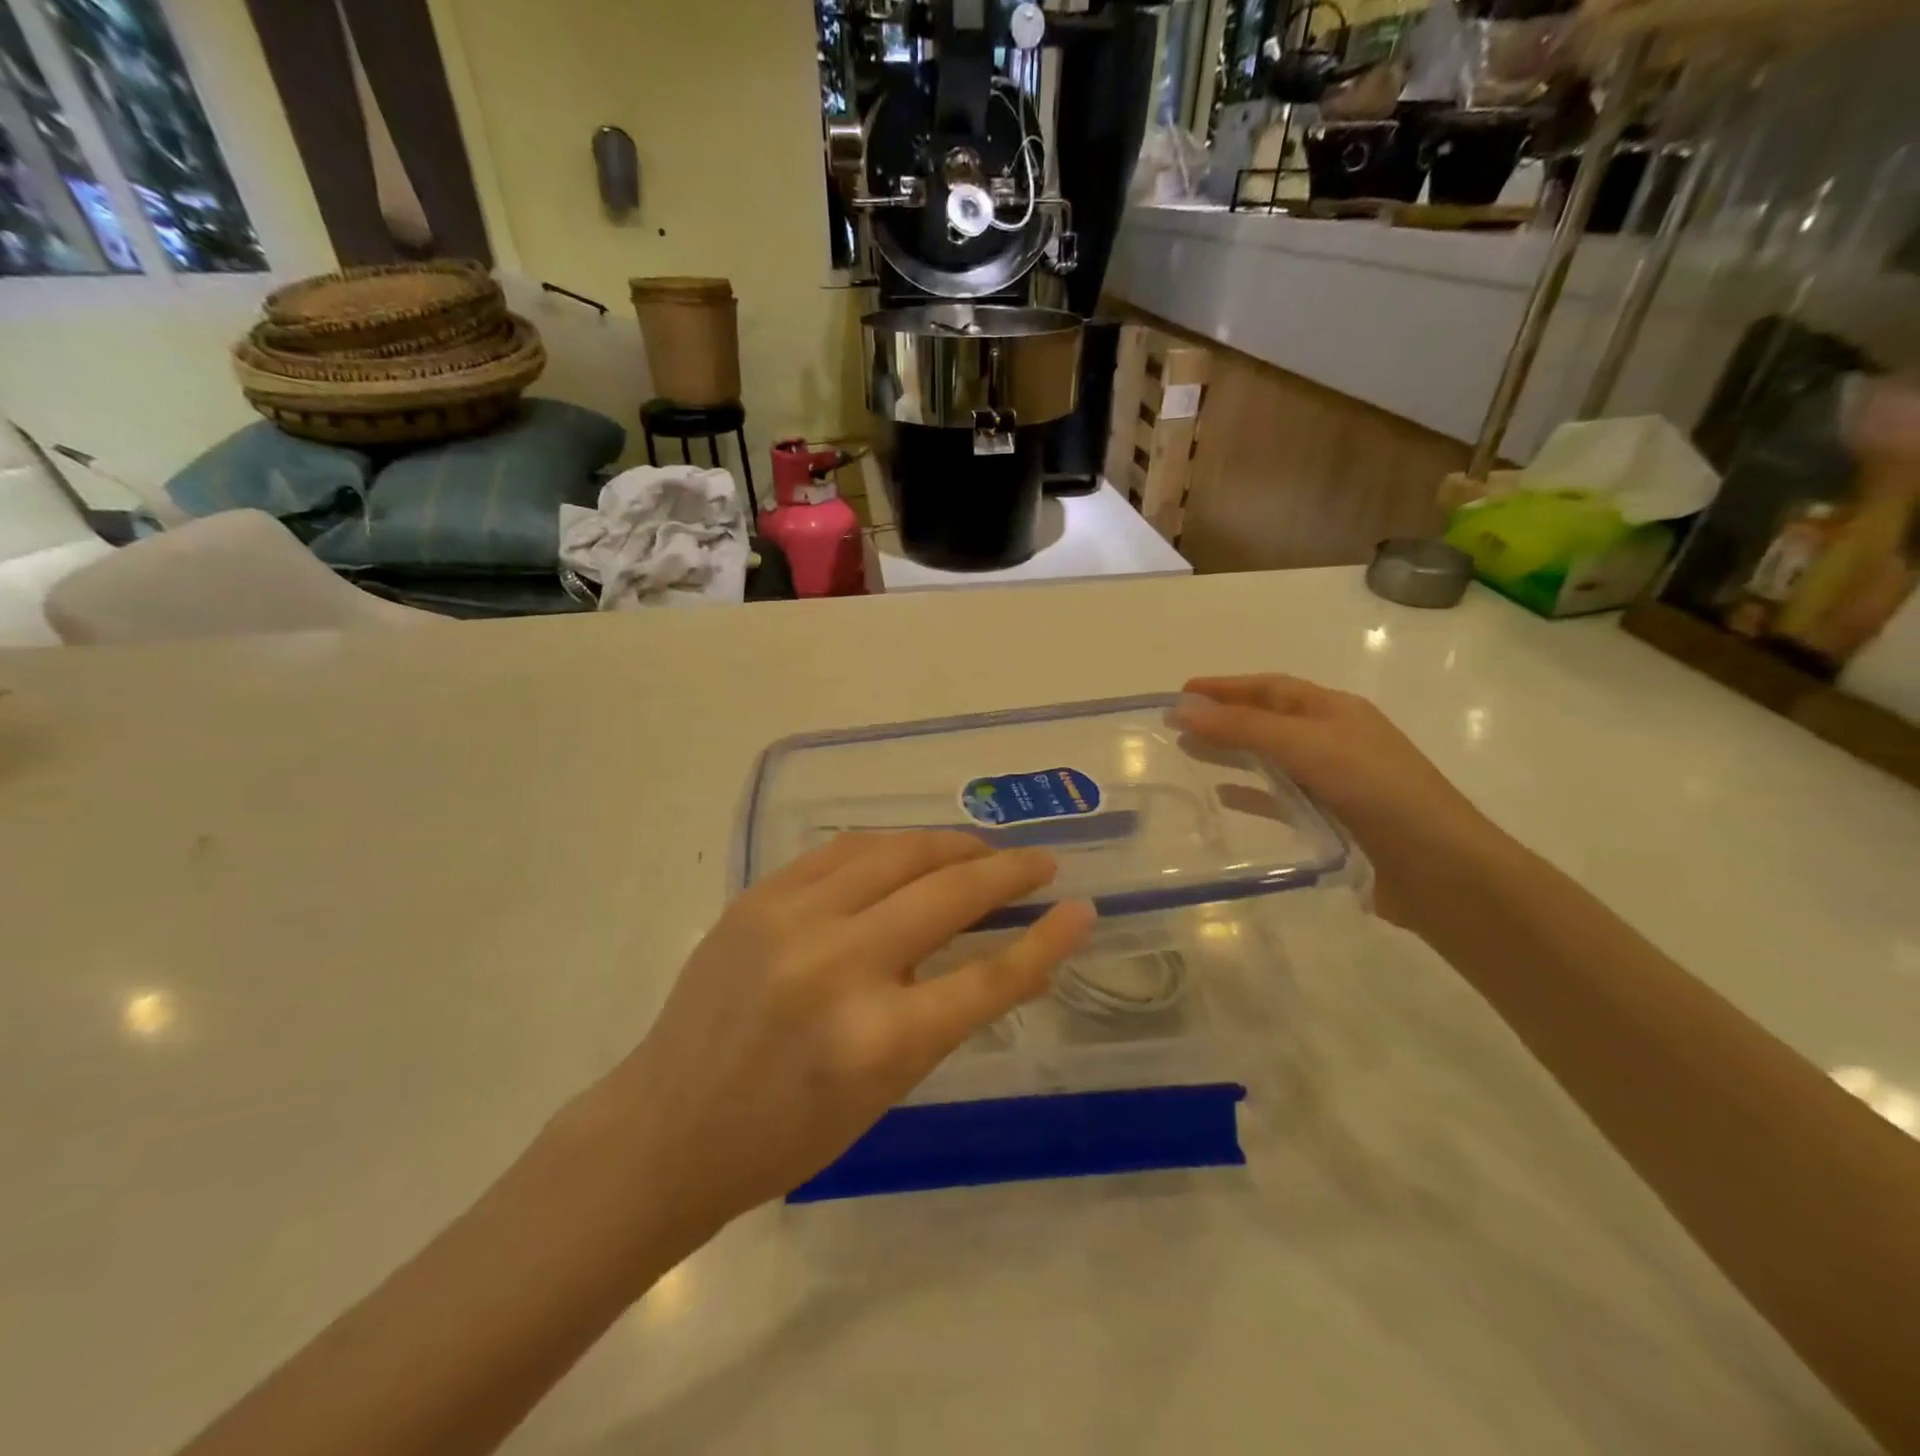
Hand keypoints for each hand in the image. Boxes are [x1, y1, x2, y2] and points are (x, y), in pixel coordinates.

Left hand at [593, 832, 1094, 1243]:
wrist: (667, 1126)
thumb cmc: (785, 1135)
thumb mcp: (883, 1092)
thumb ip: (944, 1015)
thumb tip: (1005, 953)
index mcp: (877, 1041)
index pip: (987, 978)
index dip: (1045, 941)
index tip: (1081, 908)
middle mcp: (837, 966)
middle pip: (947, 894)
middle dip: (1006, 871)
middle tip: (1039, 863)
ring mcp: (791, 921)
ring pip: (895, 852)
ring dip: (950, 845)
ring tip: (980, 851)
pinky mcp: (758, 896)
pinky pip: (843, 850)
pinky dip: (890, 846)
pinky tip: (912, 851)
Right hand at [1176, 675, 1501, 926]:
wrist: (1441, 870)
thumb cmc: (1378, 792)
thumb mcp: (1308, 748)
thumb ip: (1244, 729)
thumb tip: (1182, 710)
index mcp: (1335, 711)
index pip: (1270, 688)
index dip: (1225, 687)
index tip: (1180, 692)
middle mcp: (1334, 739)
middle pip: (1267, 720)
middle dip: (1222, 718)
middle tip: (1174, 726)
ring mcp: (1335, 781)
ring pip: (1271, 758)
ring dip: (1231, 753)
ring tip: (1188, 754)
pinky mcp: (1332, 820)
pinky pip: (1280, 798)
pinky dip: (1251, 794)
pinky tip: (1224, 797)